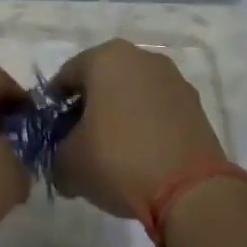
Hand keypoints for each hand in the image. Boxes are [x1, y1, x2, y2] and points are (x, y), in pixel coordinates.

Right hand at [51, 39, 227, 217]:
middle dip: (88, 107)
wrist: (189, 189)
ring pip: (132, 93)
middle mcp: (141, 58)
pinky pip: (157, 109)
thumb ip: (56, 154)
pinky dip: (145, 124)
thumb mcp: (69, 164)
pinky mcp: (195, 104)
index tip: (51, 132)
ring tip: (112, 151)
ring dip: (119, 114)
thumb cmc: (118, 160)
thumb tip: (63, 159)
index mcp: (106, 58)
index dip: (54, 105)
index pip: (67, 75)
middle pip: (102, 80)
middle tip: (79, 141)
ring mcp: (173, 79)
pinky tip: (140, 155)